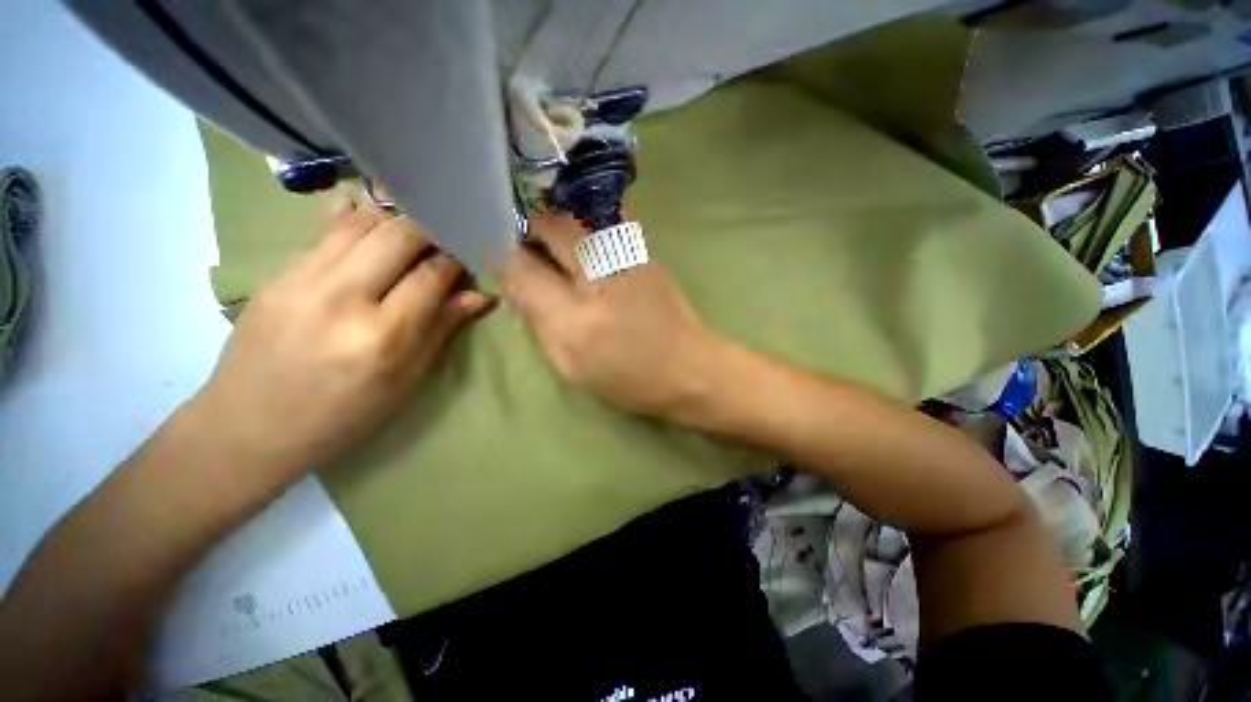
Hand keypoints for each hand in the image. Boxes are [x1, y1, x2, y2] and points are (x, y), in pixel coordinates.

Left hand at [193, 199, 491, 484]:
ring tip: (412, 240)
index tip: (468, 262)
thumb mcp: (405, 380)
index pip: (432, 274)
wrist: (248, 427)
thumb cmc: (343, 415)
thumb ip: (441, 329)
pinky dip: (358, 224)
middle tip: (443, 247)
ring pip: (362, 222)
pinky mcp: (277, 273)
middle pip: (399, 234)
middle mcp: (342, 297)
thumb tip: (479, 295)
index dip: (457, 262)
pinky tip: (373, 233)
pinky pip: (326, 232)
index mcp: (382, 335)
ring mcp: (302, 279)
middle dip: (431, 233)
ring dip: (396, 224)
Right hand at [504, 213, 723, 420]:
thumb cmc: (629, 377)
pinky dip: (586, 224)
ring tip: (558, 246)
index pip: (524, 268)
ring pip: (579, 215)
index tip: (509, 266)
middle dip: (532, 231)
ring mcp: (629, 257)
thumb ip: (539, 323)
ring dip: (559, 223)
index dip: (509, 262)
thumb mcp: (572, 366)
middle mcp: (600, 277)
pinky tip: (588, 246)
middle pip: (552, 226)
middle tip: (531, 249)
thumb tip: (519, 284)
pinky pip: (607, 220)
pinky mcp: (647, 252)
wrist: (690, 368)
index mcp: (576, 318)